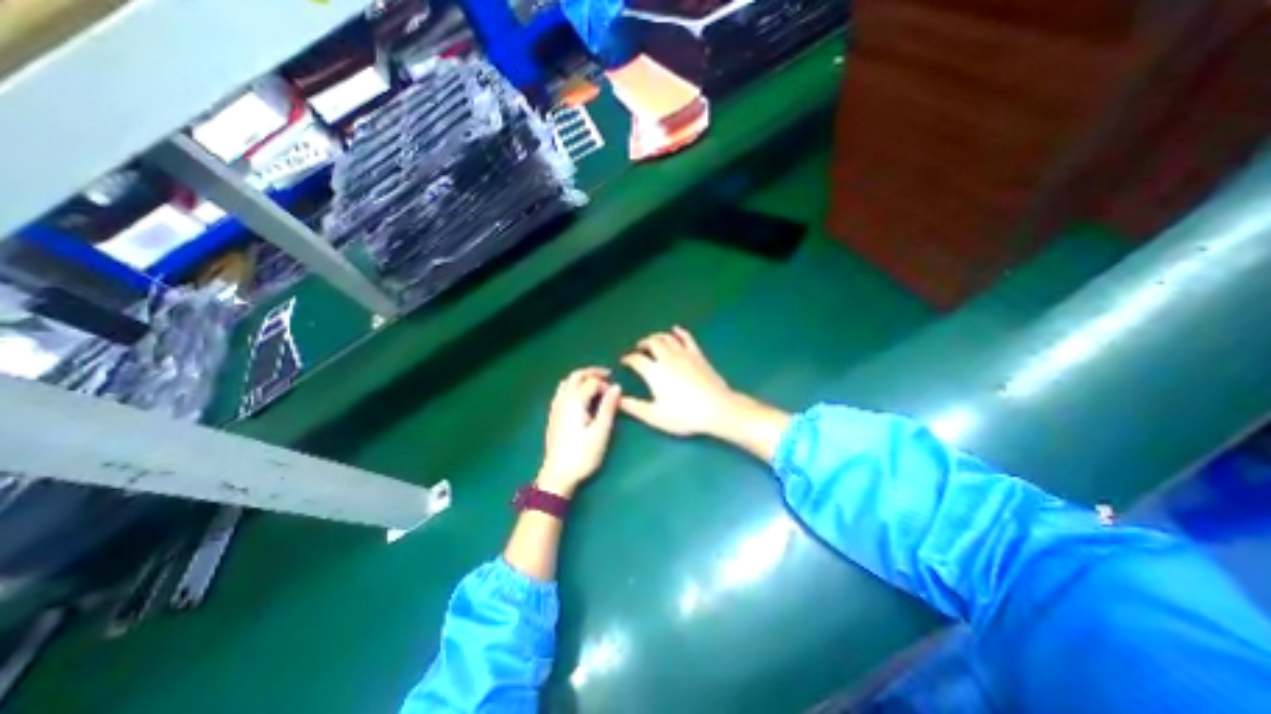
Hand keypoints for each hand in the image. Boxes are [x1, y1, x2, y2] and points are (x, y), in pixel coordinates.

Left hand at [534, 369, 620, 495]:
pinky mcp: (553, 415)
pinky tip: (580, 397)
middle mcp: (563, 399)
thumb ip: (609, 407)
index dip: (606, 385)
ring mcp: (555, 407)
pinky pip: (562, 391)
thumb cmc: (582, 455)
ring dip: (581, 378)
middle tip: (608, 375)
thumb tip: (616, 387)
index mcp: (575, 401)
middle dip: (593, 373)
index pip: (592, 382)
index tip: (615, 396)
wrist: (557, 474)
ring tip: (595, 384)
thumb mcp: (601, 431)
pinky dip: (573, 386)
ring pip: (567, 382)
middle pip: (576, 376)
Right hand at [619, 326, 741, 437]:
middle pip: (651, 343)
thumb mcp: (655, 416)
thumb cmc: (684, 415)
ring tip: (652, 340)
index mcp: (654, 372)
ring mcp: (684, 354)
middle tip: (639, 348)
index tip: (625, 361)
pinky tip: (676, 330)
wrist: (716, 408)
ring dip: (657, 337)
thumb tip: (617, 399)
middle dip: (642, 344)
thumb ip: (634, 407)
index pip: (636, 359)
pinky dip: (679, 332)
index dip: (628, 359)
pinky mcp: (698, 355)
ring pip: (667, 338)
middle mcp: (667, 358)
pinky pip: (687, 338)